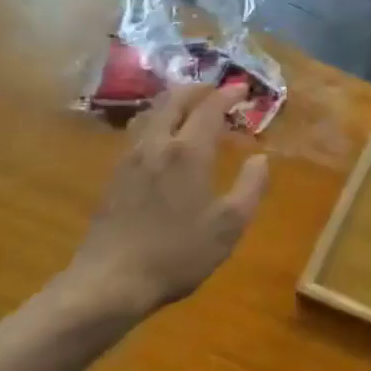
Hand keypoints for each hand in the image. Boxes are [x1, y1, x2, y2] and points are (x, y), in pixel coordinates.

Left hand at [64, 84, 268, 321]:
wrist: (109, 283)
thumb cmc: (177, 253)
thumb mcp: (229, 225)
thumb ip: (251, 187)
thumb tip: (261, 159)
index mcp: (188, 152)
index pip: (209, 108)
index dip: (227, 94)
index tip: (243, 88)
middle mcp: (157, 145)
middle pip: (174, 100)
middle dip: (197, 90)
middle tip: (216, 91)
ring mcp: (130, 159)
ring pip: (152, 114)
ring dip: (175, 103)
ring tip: (191, 110)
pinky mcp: (114, 176)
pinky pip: (140, 133)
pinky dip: (159, 122)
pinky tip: (165, 142)